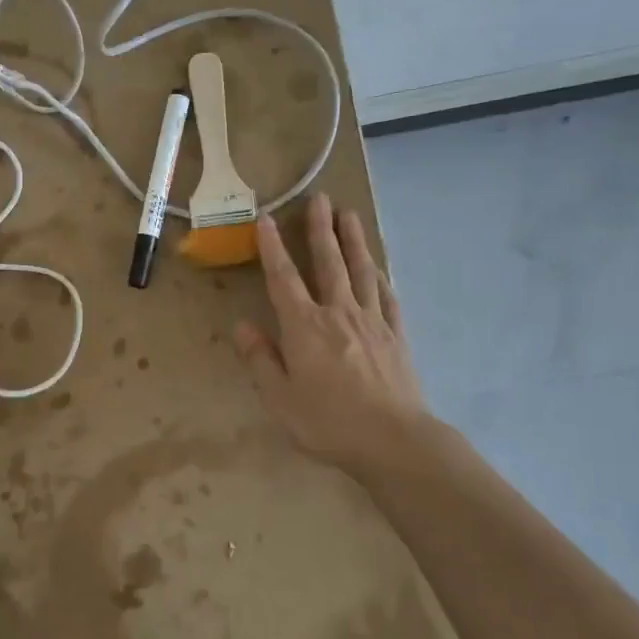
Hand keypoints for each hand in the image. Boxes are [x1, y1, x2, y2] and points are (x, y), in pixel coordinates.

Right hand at [235, 193, 426, 472]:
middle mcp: (338, 313)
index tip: (266, 218)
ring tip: (349, 215)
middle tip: (320, 197)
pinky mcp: (396, 336)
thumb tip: (242, 325)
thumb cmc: (328, 422)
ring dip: (354, 241)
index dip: (273, 247)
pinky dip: (380, 277)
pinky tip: (378, 269)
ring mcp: (372, 321)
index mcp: (304, 327)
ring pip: (361, 271)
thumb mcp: (280, 398)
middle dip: (320, 229)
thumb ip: (260, 359)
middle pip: (329, 262)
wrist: (393, 441)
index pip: (284, 278)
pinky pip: (387, 297)